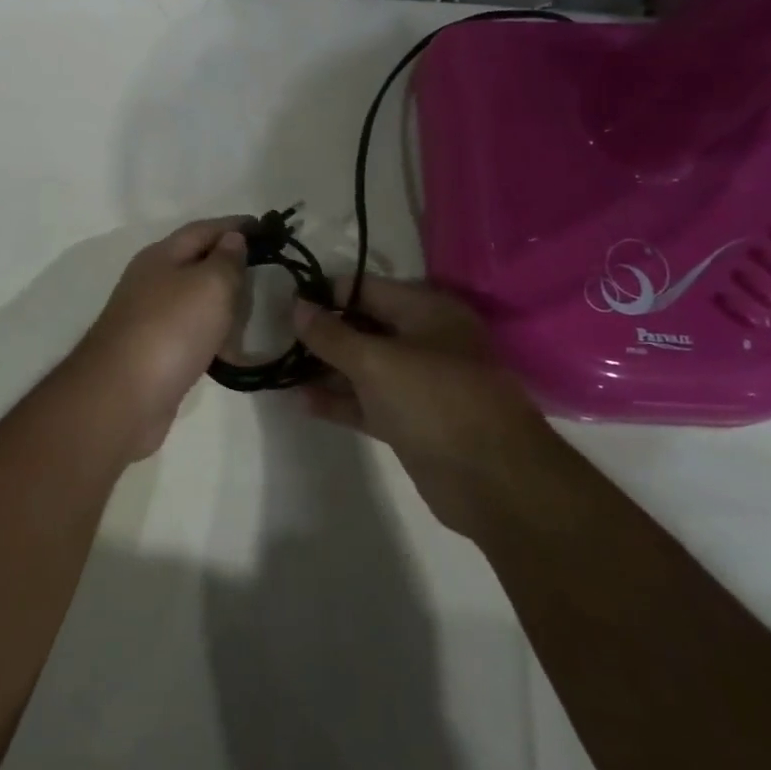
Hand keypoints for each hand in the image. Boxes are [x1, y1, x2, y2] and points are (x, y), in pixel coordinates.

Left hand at [74, 218, 249, 460]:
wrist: (122, 397)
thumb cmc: (170, 329)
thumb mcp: (210, 285)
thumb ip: (226, 259)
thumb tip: (232, 238)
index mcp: (161, 255)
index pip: (204, 229)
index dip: (236, 225)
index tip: (269, 230)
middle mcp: (151, 281)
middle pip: (196, 262)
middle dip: (230, 263)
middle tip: (269, 271)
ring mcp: (149, 318)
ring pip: (194, 299)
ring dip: (223, 301)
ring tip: (256, 308)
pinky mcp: (153, 353)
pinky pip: (191, 333)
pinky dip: (213, 334)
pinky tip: (231, 347)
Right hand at [292, 277, 548, 536]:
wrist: (494, 481)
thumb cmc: (436, 401)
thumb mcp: (377, 361)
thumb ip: (332, 335)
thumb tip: (296, 305)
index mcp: (426, 311)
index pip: (366, 288)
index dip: (325, 292)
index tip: (285, 301)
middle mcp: (424, 340)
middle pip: (363, 326)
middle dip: (322, 331)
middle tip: (275, 335)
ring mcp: (418, 383)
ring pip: (363, 366)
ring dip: (325, 368)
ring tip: (278, 368)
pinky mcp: (411, 421)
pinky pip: (367, 401)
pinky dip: (339, 400)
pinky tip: (300, 402)